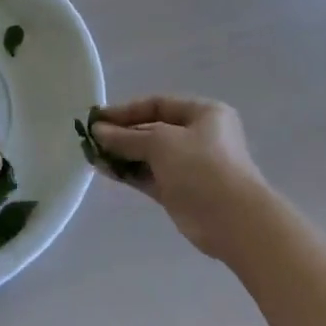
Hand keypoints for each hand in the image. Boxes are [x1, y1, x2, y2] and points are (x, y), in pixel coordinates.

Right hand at [91, 96, 271, 261]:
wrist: (233, 221)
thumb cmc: (202, 167)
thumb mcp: (161, 143)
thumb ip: (127, 137)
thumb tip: (98, 131)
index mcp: (204, 113)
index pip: (159, 104)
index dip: (127, 110)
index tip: (98, 118)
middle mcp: (199, 136)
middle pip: (153, 129)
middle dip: (123, 133)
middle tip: (91, 137)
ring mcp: (190, 166)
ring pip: (150, 155)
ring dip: (123, 154)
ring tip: (92, 154)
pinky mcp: (181, 192)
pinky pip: (150, 176)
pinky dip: (129, 173)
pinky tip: (104, 170)